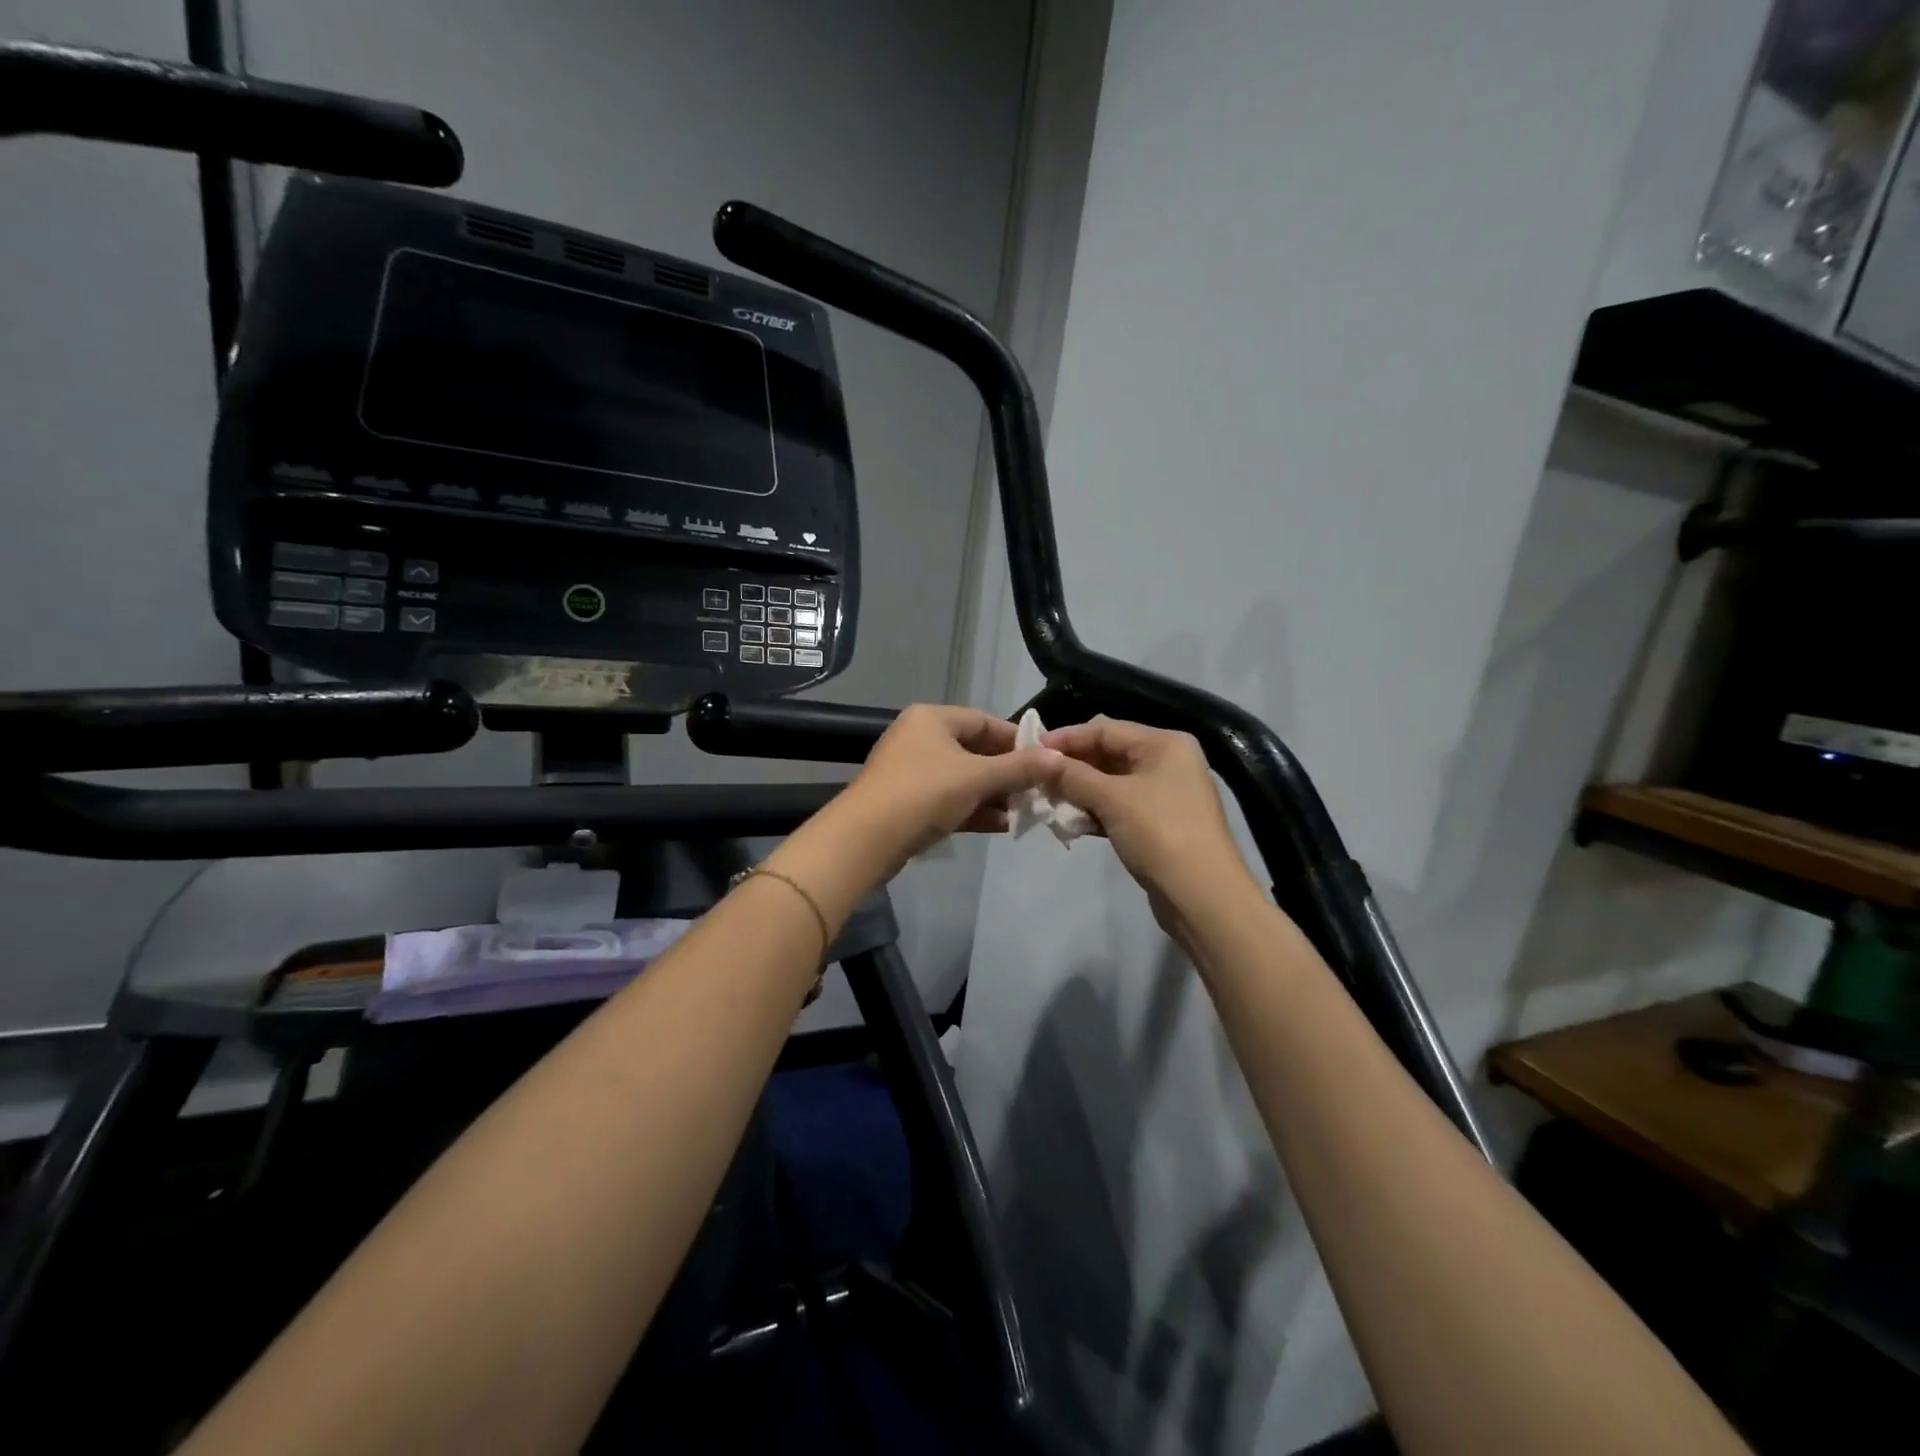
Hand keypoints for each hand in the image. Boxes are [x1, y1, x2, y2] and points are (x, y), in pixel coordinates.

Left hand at [837, 704, 1064, 870]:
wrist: (865, 840)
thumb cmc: (923, 793)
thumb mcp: (977, 777)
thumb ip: (1019, 768)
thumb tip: (1059, 758)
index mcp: (933, 719)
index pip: (985, 721)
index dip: (1017, 740)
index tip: (1046, 761)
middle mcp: (921, 738)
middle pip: (976, 750)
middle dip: (1008, 773)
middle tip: (1039, 791)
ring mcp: (913, 771)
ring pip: (964, 778)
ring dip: (994, 795)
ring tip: (1026, 812)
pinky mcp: (909, 802)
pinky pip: (950, 799)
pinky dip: (975, 809)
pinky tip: (1003, 826)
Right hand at [1042, 717, 1255, 913]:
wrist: (1202, 896)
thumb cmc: (1159, 834)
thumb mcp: (1111, 799)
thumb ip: (1073, 776)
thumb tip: (1042, 762)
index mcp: (1165, 744)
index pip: (1105, 729)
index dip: (1067, 738)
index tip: (1030, 750)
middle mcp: (1168, 762)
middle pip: (1109, 753)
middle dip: (1072, 766)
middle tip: (1036, 778)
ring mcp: (1166, 794)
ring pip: (1112, 783)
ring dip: (1080, 790)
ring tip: (1047, 801)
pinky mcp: (1160, 824)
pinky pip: (1120, 806)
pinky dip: (1095, 811)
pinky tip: (1070, 822)